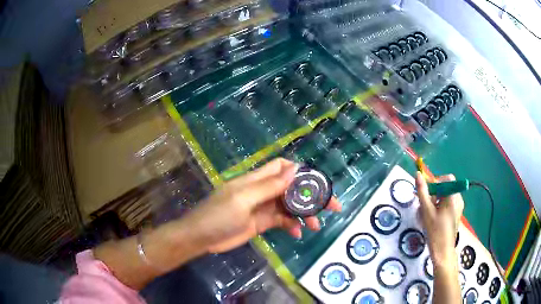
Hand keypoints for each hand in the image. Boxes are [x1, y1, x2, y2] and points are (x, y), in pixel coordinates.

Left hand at [182, 158, 341, 252]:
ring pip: (290, 206)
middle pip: (292, 188)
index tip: (317, 183)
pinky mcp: (262, 223)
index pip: (282, 167)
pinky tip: (297, 234)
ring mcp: (263, 208)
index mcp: (256, 180)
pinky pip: (282, 221)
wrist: (201, 238)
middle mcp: (262, 191)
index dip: (300, 171)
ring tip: (315, 226)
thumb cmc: (218, 215)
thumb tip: (295, 170)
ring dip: (304, 214)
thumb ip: (269, 186)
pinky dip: (292, 226)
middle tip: (332, 206)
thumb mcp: (243, 199)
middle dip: (311, 195)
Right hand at [416, 172, 463, 265]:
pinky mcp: (457, 214)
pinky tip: (434, 219)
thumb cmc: (435, 231)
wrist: (443, 251)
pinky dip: (441, 207)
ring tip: (428, 214)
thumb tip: (418, 174)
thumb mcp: (427, 211)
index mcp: (453, 196)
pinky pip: (449, 204)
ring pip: (447, 196)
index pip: (446, 179)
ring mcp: (459, 207)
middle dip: (435, 194)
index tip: (427, 195)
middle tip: (426, 206)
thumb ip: (422, 192)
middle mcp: (459, 199)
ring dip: (437, 201)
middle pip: (446, 187)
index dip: (436, 183)